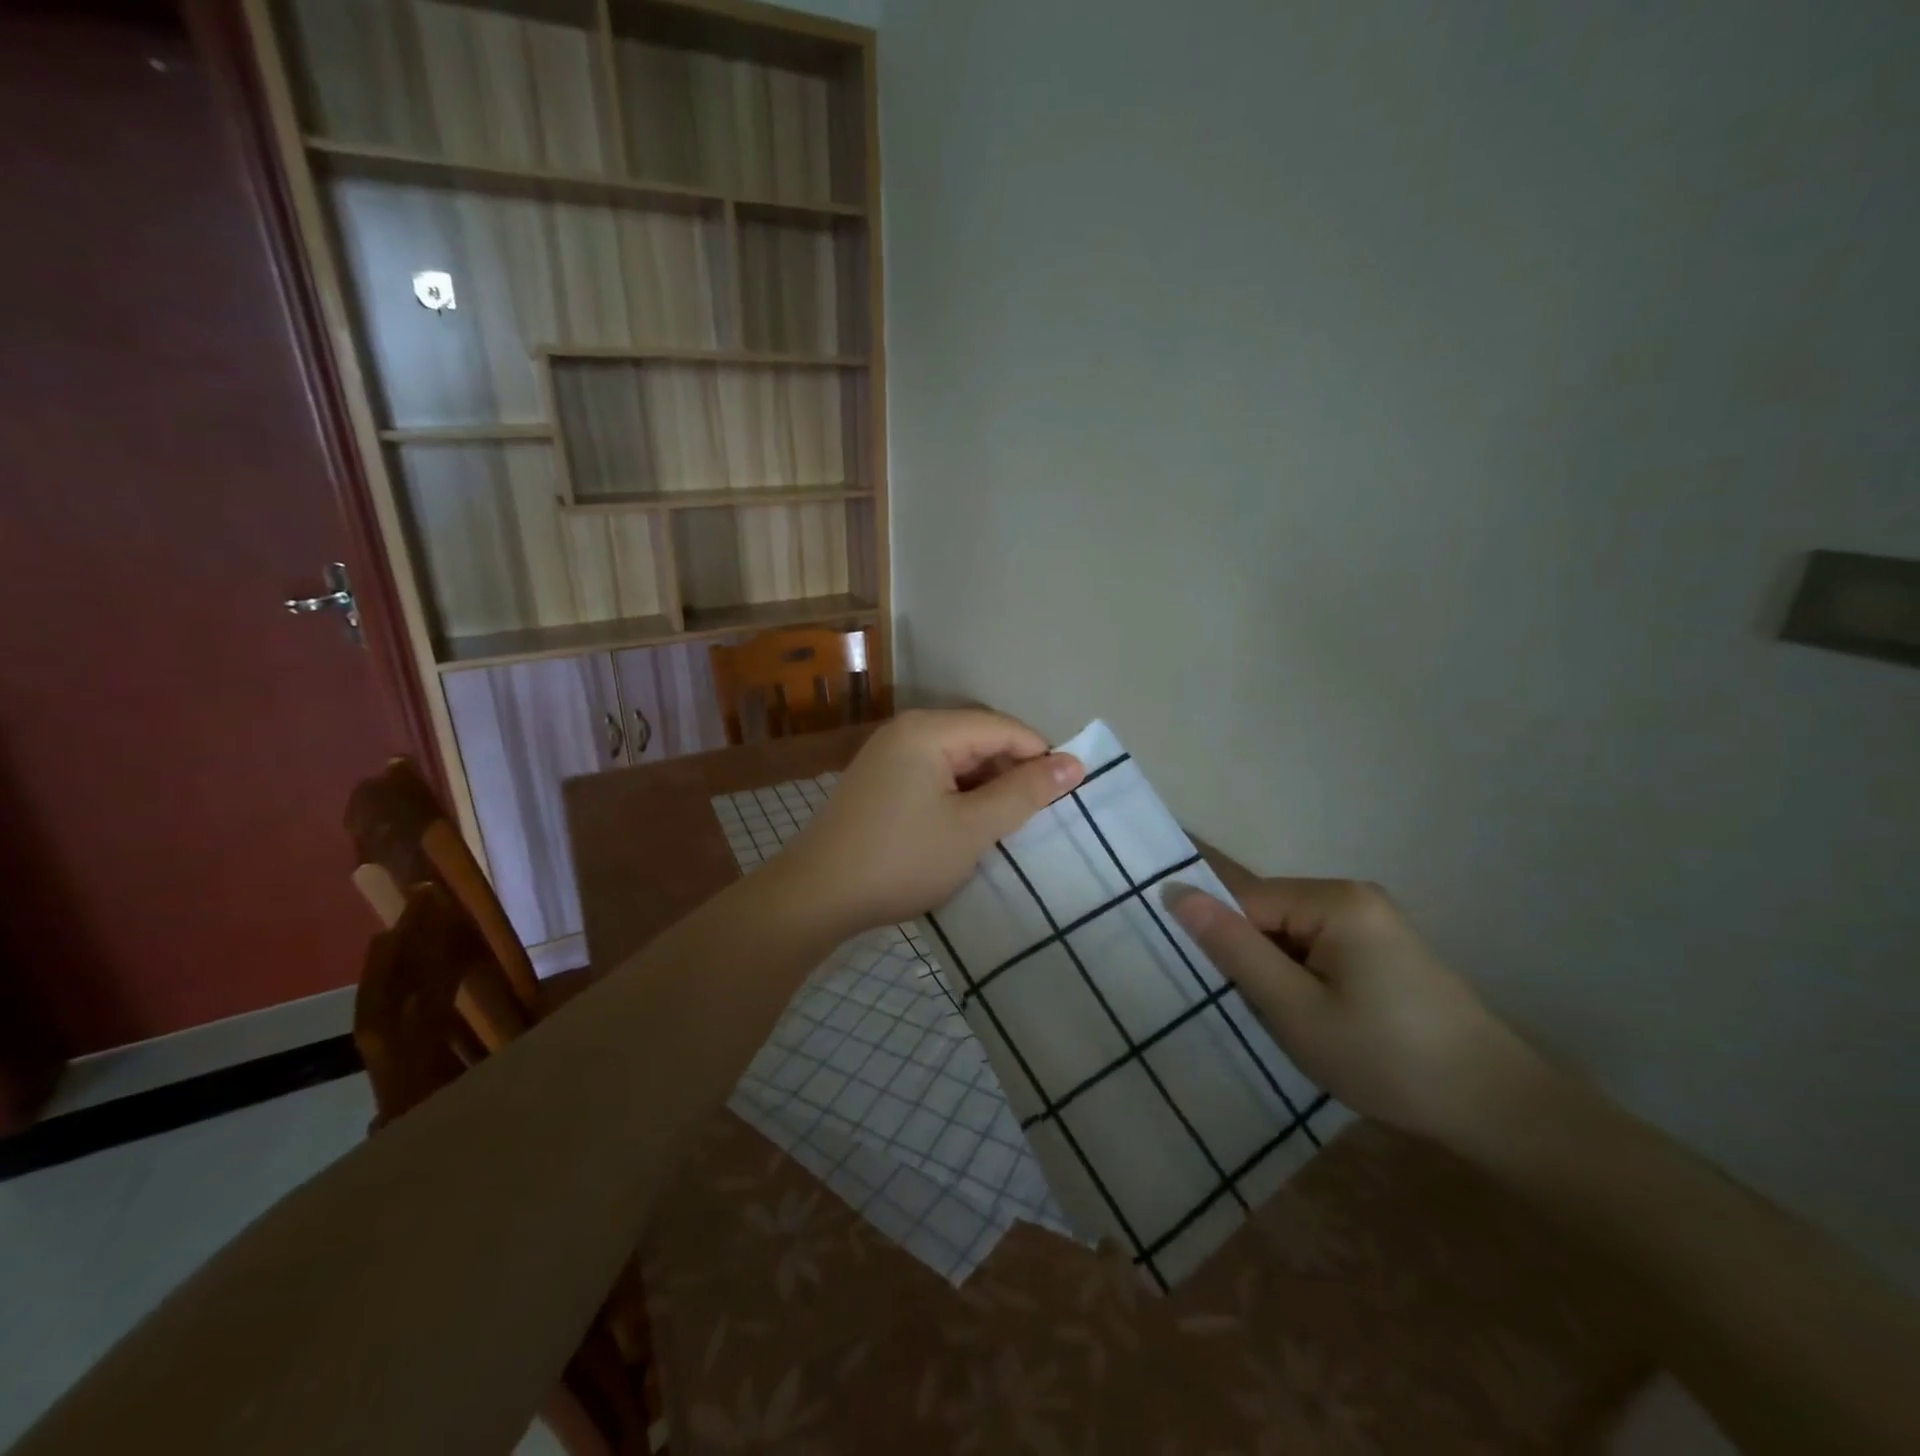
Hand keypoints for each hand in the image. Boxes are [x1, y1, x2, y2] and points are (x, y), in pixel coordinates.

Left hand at [780, 710, 1083, 933]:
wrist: (815, 896)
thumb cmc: (901, 859)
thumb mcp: (973, 828)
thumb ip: (1025, 793)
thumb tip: (1074, 763)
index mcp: (929, 730)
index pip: (1003, 728)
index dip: (1040, 757)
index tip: (1067, 796)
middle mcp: (906, 730)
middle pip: (979, 738)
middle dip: (1011, 773)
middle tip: (1035, 818)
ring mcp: (887, 755)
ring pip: (956, 760)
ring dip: (985, 788)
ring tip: (1004, 827)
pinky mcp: (878, 781)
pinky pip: (932, 775)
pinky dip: (957, 796)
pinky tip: (965, 827)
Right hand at [1163, 877, 1547, 1144]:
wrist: (1497, 1107)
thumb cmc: (1386, 1058)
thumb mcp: (1295, 1010)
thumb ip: (1233, 949)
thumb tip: (1176, 891)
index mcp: (1334, 900)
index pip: (1245, 902)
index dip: (1225, 945)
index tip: (1222, 991)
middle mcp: (1352, 895)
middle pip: (1268, 913)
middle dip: (1254, 960)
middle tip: (1263, 1015)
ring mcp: (1372, 919)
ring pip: (1289, 933)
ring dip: (1278, 972)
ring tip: (1293, 1022)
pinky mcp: (1382, 946)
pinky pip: (1317, 946)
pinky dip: (1304, 977)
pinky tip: (1321, 1018)